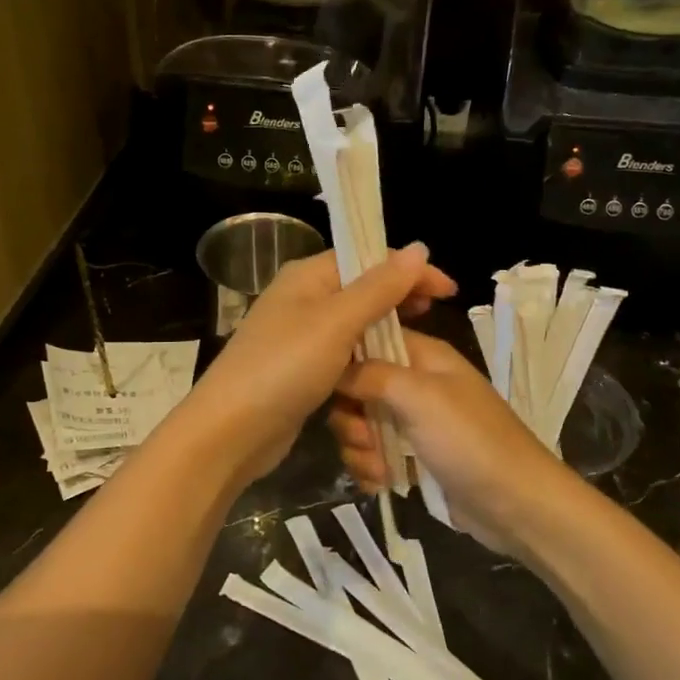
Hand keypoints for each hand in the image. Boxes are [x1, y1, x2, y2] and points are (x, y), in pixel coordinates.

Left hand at [178, 245, 456, 489]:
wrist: (231, 431)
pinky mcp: (300, 371)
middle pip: (361, 290)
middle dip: (399, 301)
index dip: (409, 270)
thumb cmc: (285, 367)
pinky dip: (366, 364)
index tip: (447, 291)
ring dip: (384, 335)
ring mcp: (299, 337)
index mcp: (307, 277)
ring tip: (416, 348)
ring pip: (354, 327)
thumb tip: (418, 248)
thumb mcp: (337, 322)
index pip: (367, 258)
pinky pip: (342, 358)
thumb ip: (379, 287)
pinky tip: (386, 376)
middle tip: (434, 315)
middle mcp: (302, 299)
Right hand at [328, 332, 566, 557]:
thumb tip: (335, 367)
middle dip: (350, 416)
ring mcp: (415, 423)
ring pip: (362, 424)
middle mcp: (416, 384)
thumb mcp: (420, 397)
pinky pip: (374, 455)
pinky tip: (382, 485)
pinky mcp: (413, 458)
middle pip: (358, 386)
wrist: (517, 505)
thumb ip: (372, 374)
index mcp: (424, 356)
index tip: (326, 381)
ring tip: (379, 469)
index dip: (345, 358)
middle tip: (363, 437)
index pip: (370, 339)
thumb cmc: (470, 440)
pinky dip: (371, 470)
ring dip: (360, 449)